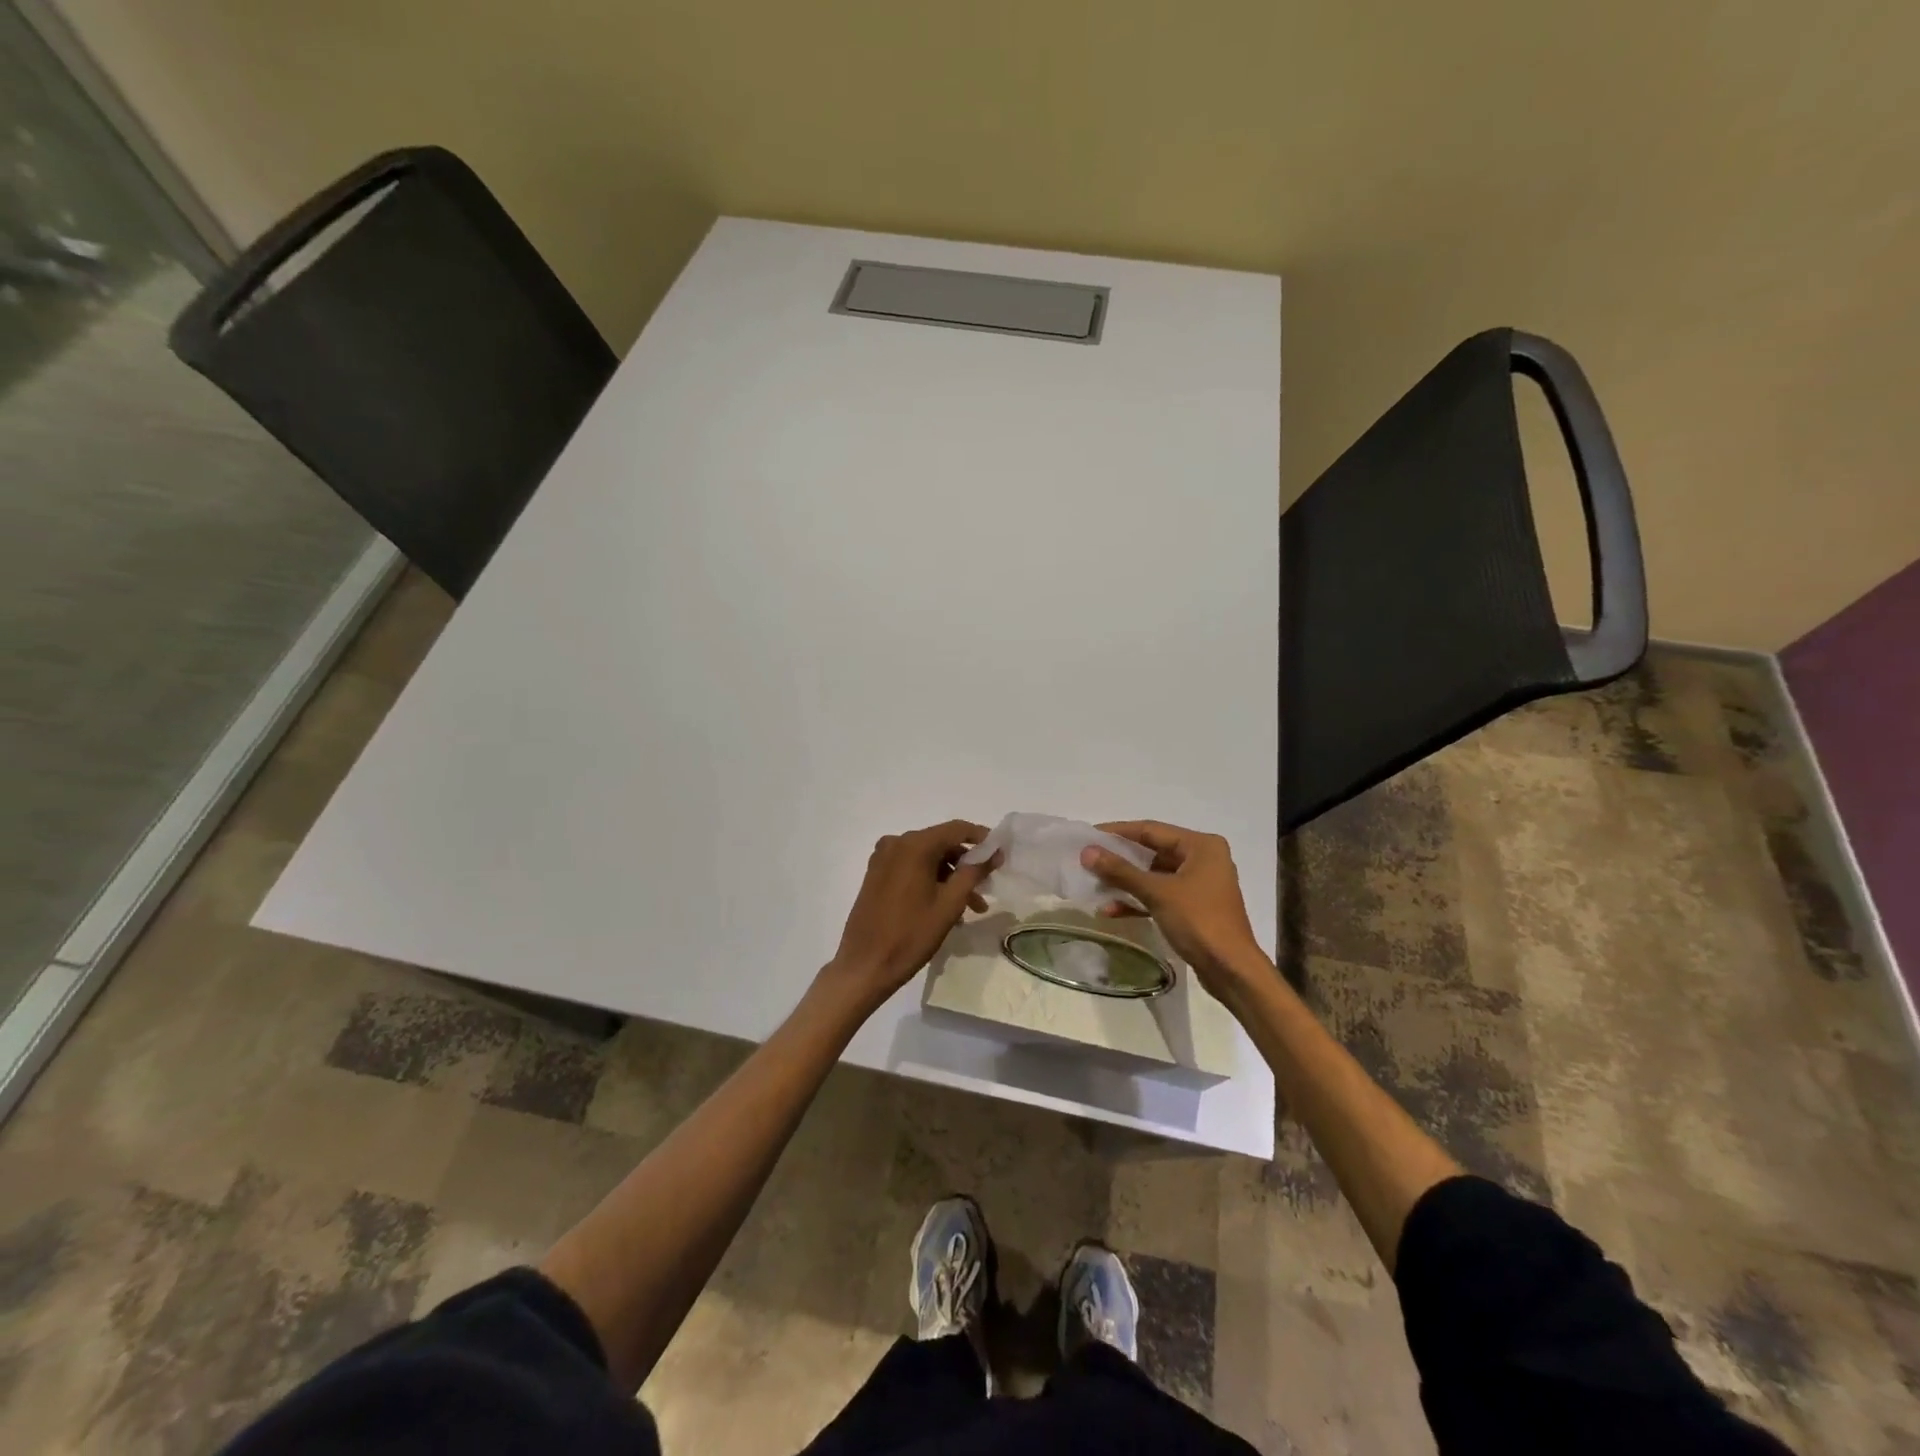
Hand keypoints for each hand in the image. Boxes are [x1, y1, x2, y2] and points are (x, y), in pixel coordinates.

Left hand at [822, 820, 996, 1011]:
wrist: (865, 965)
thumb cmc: (911, 934)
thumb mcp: (949, 904)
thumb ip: (973, 872)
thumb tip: (993, 852)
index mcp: (914, 845)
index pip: (957, 829)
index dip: (982, 838)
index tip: (1000, 854)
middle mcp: (896, 843)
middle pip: (941, 843)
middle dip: (966, 864)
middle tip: (986, 887)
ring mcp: (883, 858)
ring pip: (927, 858)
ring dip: (950, 877)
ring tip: (970, 908)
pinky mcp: (876, 874)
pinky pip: (911, 868)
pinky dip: (930, 880)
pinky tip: (945, 907)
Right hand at [1080, 821, 1265, 993]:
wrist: (1232, 970)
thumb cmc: (1199, 921)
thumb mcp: (1157, 892)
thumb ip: (1121, 871)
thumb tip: (1087, 852)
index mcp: (1201, 846)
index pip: (1151, 830)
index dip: (1118, 832)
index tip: (1089, 835)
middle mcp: (1203, 858)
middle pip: (1153, 852)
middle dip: (1120, 859)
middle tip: (1089, 860)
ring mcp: (1199, 884)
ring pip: (1155, 875)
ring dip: (1127, 882)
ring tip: (1095, 886)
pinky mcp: (1194, 907)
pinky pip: (1161, 895)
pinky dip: (1139, 900)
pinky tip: (1112, 910)